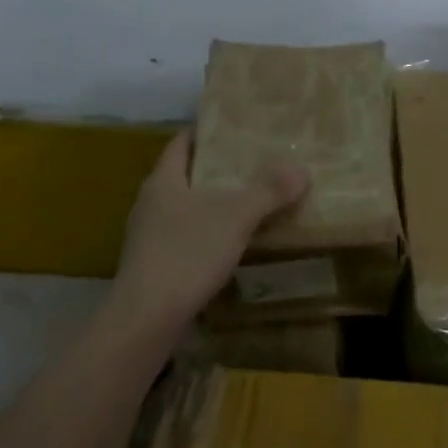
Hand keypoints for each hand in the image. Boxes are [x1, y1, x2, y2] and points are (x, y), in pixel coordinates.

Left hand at [109, 130, 308, 334]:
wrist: (146, 318)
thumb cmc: (187, 254)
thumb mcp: (235, 217)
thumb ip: (268, 191)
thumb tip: (301, 168)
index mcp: (163, 181)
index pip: (181, 143)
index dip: (205, 132)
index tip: (234, 128)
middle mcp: (150, 203)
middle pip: (184, 175)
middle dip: (215, 170)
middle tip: (252, 164)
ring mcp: (147, 236)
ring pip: (184, 208)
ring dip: (211, 204)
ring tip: (247, 202)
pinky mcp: (153, 265)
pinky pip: (183, 238)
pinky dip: (206, 234)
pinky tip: (229, 245)